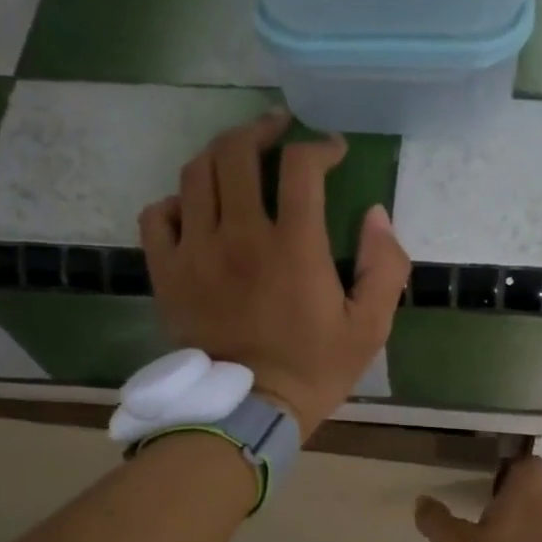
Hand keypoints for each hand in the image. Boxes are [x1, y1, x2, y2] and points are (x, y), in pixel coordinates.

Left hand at [139, 108, 409, 436]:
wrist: (248, 411)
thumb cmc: (314, 370)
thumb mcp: (369, 328)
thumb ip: (384, 267)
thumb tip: (375, 214)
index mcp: (293, 247)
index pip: (301, 168)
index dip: (320, 147)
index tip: (332, 151)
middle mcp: (239, 236)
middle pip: (236, 152)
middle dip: (261, 129)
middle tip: (278, 130)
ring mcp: (196, 252)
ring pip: (195, 173)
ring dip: (220, 154)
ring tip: (238, 157)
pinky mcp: (167, 273)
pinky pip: (158, 215)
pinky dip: (176, 201)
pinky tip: (195, 208)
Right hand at [415, 455, 541, 541]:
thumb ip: (434, 517)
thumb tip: (423, 501)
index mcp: (524, 498)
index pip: (530, 463)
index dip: (510, 460)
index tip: (485, 466)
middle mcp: (541, 512)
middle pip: (530, 485)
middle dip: (506, 484)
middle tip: (475, 488)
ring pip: (529, 510)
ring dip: (508, 510)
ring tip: (476, 515)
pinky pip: (527, 533)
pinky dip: (510, 532)